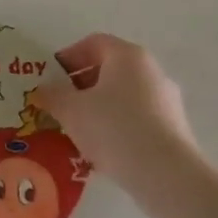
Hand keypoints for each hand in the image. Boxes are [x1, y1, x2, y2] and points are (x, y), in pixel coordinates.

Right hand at [35, 34, 208, 198]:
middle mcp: (151, 71)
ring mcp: (166, 100)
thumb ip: (52, 94)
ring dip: (97, 107)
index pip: (93, 43)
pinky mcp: (174, 128)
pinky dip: (117, 125)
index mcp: (128, 56)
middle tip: (60, 105)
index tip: (51, 79)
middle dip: (80, 85)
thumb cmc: (113, 128)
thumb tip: (44, 90)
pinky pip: (137, 118)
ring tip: (77, 130)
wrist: (166, 175)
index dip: (68, 56)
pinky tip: (102, 147)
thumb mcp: (70, 109)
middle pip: (109, 69)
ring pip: (122, 95)